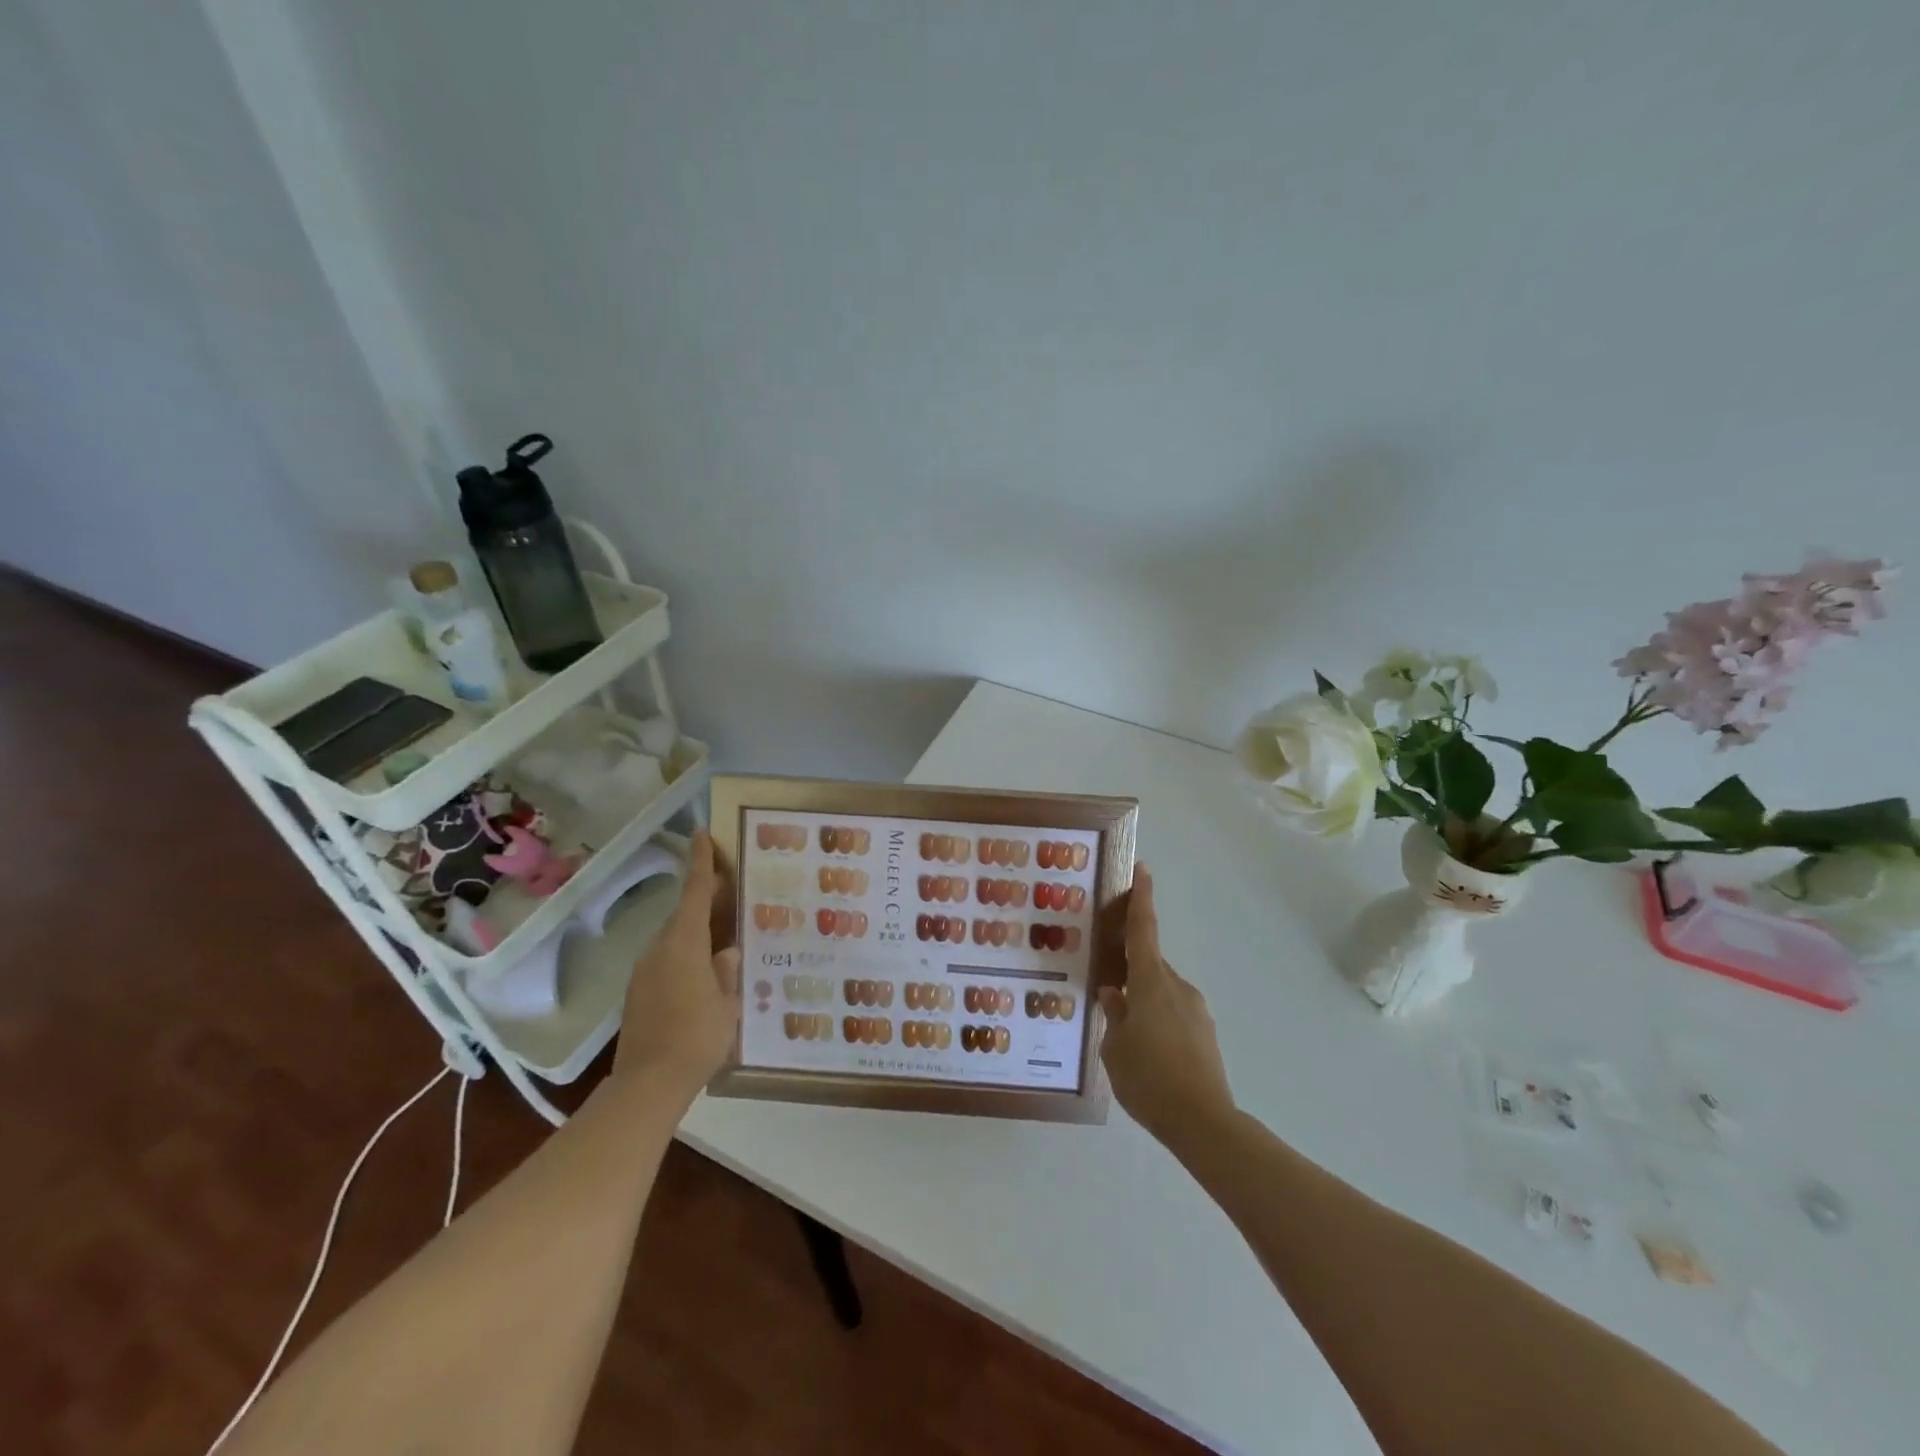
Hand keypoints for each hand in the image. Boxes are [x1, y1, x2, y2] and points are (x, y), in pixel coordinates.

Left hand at [614, 830, 740, 1095]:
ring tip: (727, 936)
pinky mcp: (640, 994)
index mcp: (684, 943)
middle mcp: (660, 949)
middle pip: (685, 914)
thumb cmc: (696, 1037)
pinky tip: (707, 975)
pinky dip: (688, 956)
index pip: (695, 892)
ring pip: (677, 939)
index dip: (701, 862)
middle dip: (707, 899)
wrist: (647, 1084)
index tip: (702, 833)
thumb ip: (727, 972)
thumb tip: (727, 952)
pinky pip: (669, 961)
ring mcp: (646, 972)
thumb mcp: (727, 1003)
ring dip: (699, 932)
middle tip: (735, 890)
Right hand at [1098, 864, 1235, 1149]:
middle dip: (1129, 969)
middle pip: (1148, 964)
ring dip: (1142, 1000)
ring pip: (1160, 991)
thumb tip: (1114, 995)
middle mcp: (1176, 987)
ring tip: (1124, 1034)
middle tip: (1107, 984)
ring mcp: (1195, 1009)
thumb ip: (1113, 1015)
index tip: (1143, 870)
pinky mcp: (1204, 1033)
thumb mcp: (1115, 1048)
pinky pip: (1173, 1013)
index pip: (1144, 930)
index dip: (1142, 899)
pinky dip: (1157, 1019)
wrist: (1204, 1122)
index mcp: (1150, 983)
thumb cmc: (1149, 1079)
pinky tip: (1146, 1051)